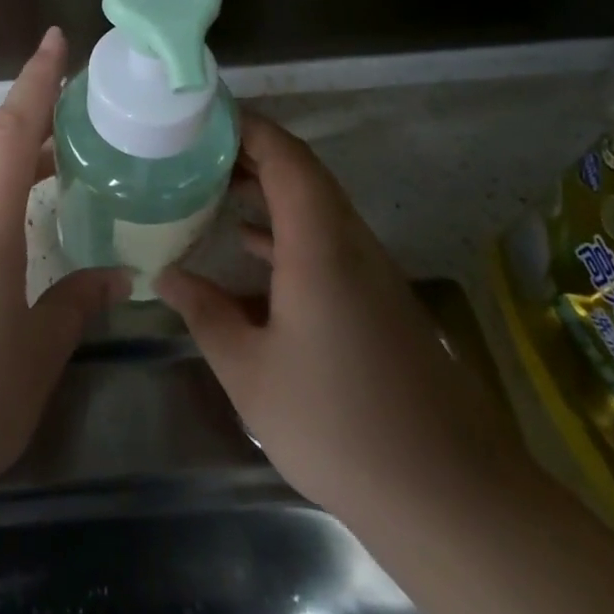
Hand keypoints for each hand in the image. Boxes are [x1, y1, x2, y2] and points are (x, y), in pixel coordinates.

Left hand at [0, 27, 128, 525]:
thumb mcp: (35, 356)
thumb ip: (76, 304)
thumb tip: (117, 274)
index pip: (11, 131)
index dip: (36, 81)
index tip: (56, 39)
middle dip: (33, 126)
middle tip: (79, 119)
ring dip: (12, 174)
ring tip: (57, 177)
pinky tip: (13, 247)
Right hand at [156, 113, 522, 529]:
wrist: (449, 496)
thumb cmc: (338, 425)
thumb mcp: (250, 371)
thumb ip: (204, 313)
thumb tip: (165, 275)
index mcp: (319, 245)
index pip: (287, 157)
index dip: (247, 127)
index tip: (202, 117)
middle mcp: (350, 243)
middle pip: (302, 172)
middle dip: (249, 152)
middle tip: (194, 150)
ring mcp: (369, 271)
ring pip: (315, 205)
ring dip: (267, 189)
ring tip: (211, 186)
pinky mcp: (377, 299)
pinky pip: (325, 239)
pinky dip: (284, 228)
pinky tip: (248, 248)